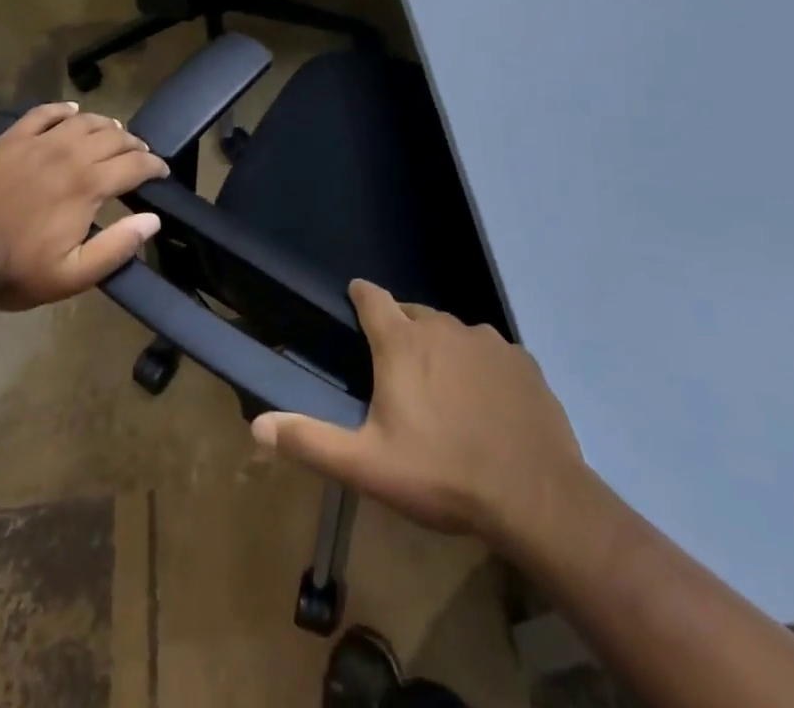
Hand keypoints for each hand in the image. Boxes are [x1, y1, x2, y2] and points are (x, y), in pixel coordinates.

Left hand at [0, 101, 168, 310]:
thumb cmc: (17, 270)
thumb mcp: (73, 276)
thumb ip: (117, 247)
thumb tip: (152, 220)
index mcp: (87, 185)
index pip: (134, 165)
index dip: (154, 166)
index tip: (162, 172)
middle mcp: (68, 154)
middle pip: (113, 137)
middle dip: (135, 144)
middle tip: (142, 155)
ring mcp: (37, 143)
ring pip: (83, 120)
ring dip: (106, 125)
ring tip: (115, 134)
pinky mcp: (11, 140)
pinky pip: (43, 113)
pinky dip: (63, 109)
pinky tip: (72, 111)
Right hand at [252, 279, 586, 543]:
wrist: (535, 497)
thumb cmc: (442, 475)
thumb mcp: (367, 466)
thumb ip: (311, 441)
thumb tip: (257, 426)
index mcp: (402, 343)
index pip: (372, 297)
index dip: (361, 296)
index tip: (355, 302)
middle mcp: (443, 327)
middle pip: (413, 314)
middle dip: (401, 330)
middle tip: (398, 370)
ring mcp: (487, 340)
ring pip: (453, 332)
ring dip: (442, 349)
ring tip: (443, 391)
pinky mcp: (522, 361)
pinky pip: (491, 353)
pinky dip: (481, 368)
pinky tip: (486, 405)